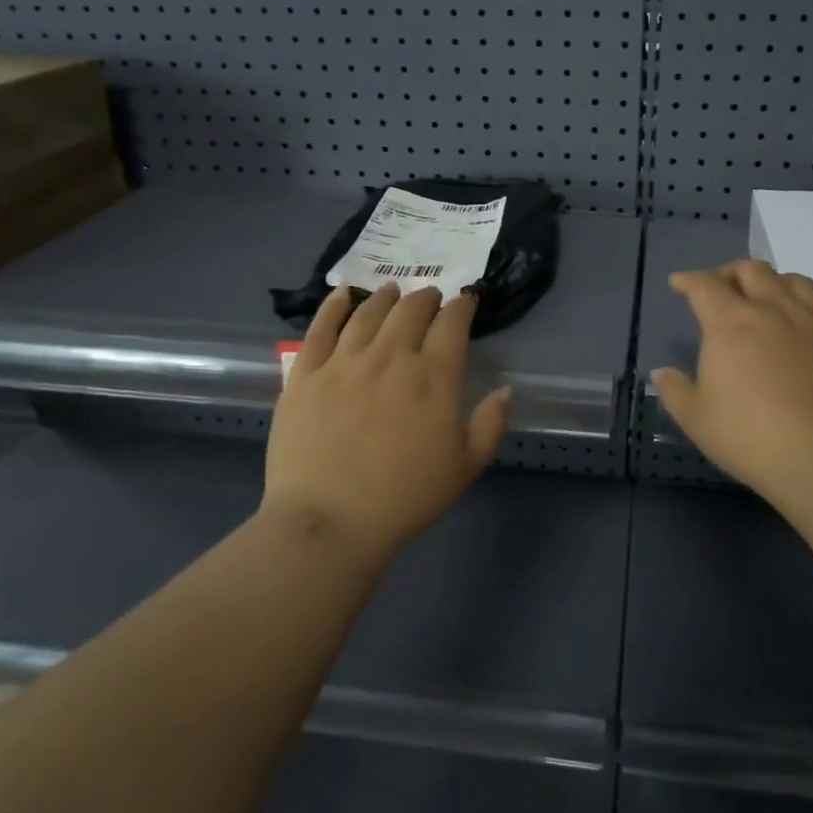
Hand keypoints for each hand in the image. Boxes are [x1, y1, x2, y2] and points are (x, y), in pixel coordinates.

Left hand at [265, 284, 511, 557]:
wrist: (330, 521)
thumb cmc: (405, 498)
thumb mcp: (465, 467)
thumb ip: (490, 425)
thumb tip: (507, 390)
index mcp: (434, 376)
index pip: (452, 324)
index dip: (462, 307)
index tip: (465, 302)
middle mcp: (391, 356)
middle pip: (411, 310)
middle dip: (426, 297)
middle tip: (430, 297)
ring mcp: (344, 361)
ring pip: (368, 312)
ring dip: (386, 297)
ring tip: (392, 291)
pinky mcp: (306, 373)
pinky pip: (321, 327)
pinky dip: (334, 306)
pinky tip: (342, 295)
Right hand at [651, 262, 812, 510]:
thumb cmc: (752, 437)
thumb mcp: (697, 420)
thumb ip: (675, 391)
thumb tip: (660, 373)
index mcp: (731, 323)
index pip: (705, 286)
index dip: (688, 280)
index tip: (679, 282)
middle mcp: (773, 309)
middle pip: (751, 271)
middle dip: (730, 273)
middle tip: (721, 288)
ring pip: (792, 280)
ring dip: (771, 281)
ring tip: (765, 297)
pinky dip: (803, 303)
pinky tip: (802, 325)